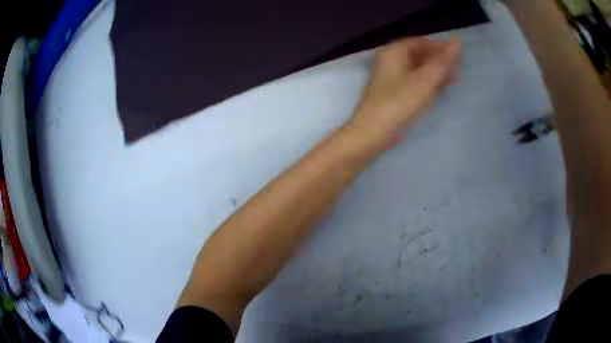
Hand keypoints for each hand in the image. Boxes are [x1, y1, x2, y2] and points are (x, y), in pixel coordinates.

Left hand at [349, 37, 458, 148]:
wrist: (373, 132)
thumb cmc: (399, 103)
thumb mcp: (425, 80)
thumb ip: (442, 62)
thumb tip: (457, 42)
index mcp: (394, 51)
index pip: (421, 42)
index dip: (440, 47)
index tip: (458, 55)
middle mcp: (390, 60)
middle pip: (418, 54)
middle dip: (438, 61)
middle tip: (457, 70)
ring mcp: (390, 76)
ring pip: (416, 68)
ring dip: (434, 72)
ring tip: (452, 80)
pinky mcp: (392, 91)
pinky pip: (413, 80)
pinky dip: (426, 82)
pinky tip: (438, 89)